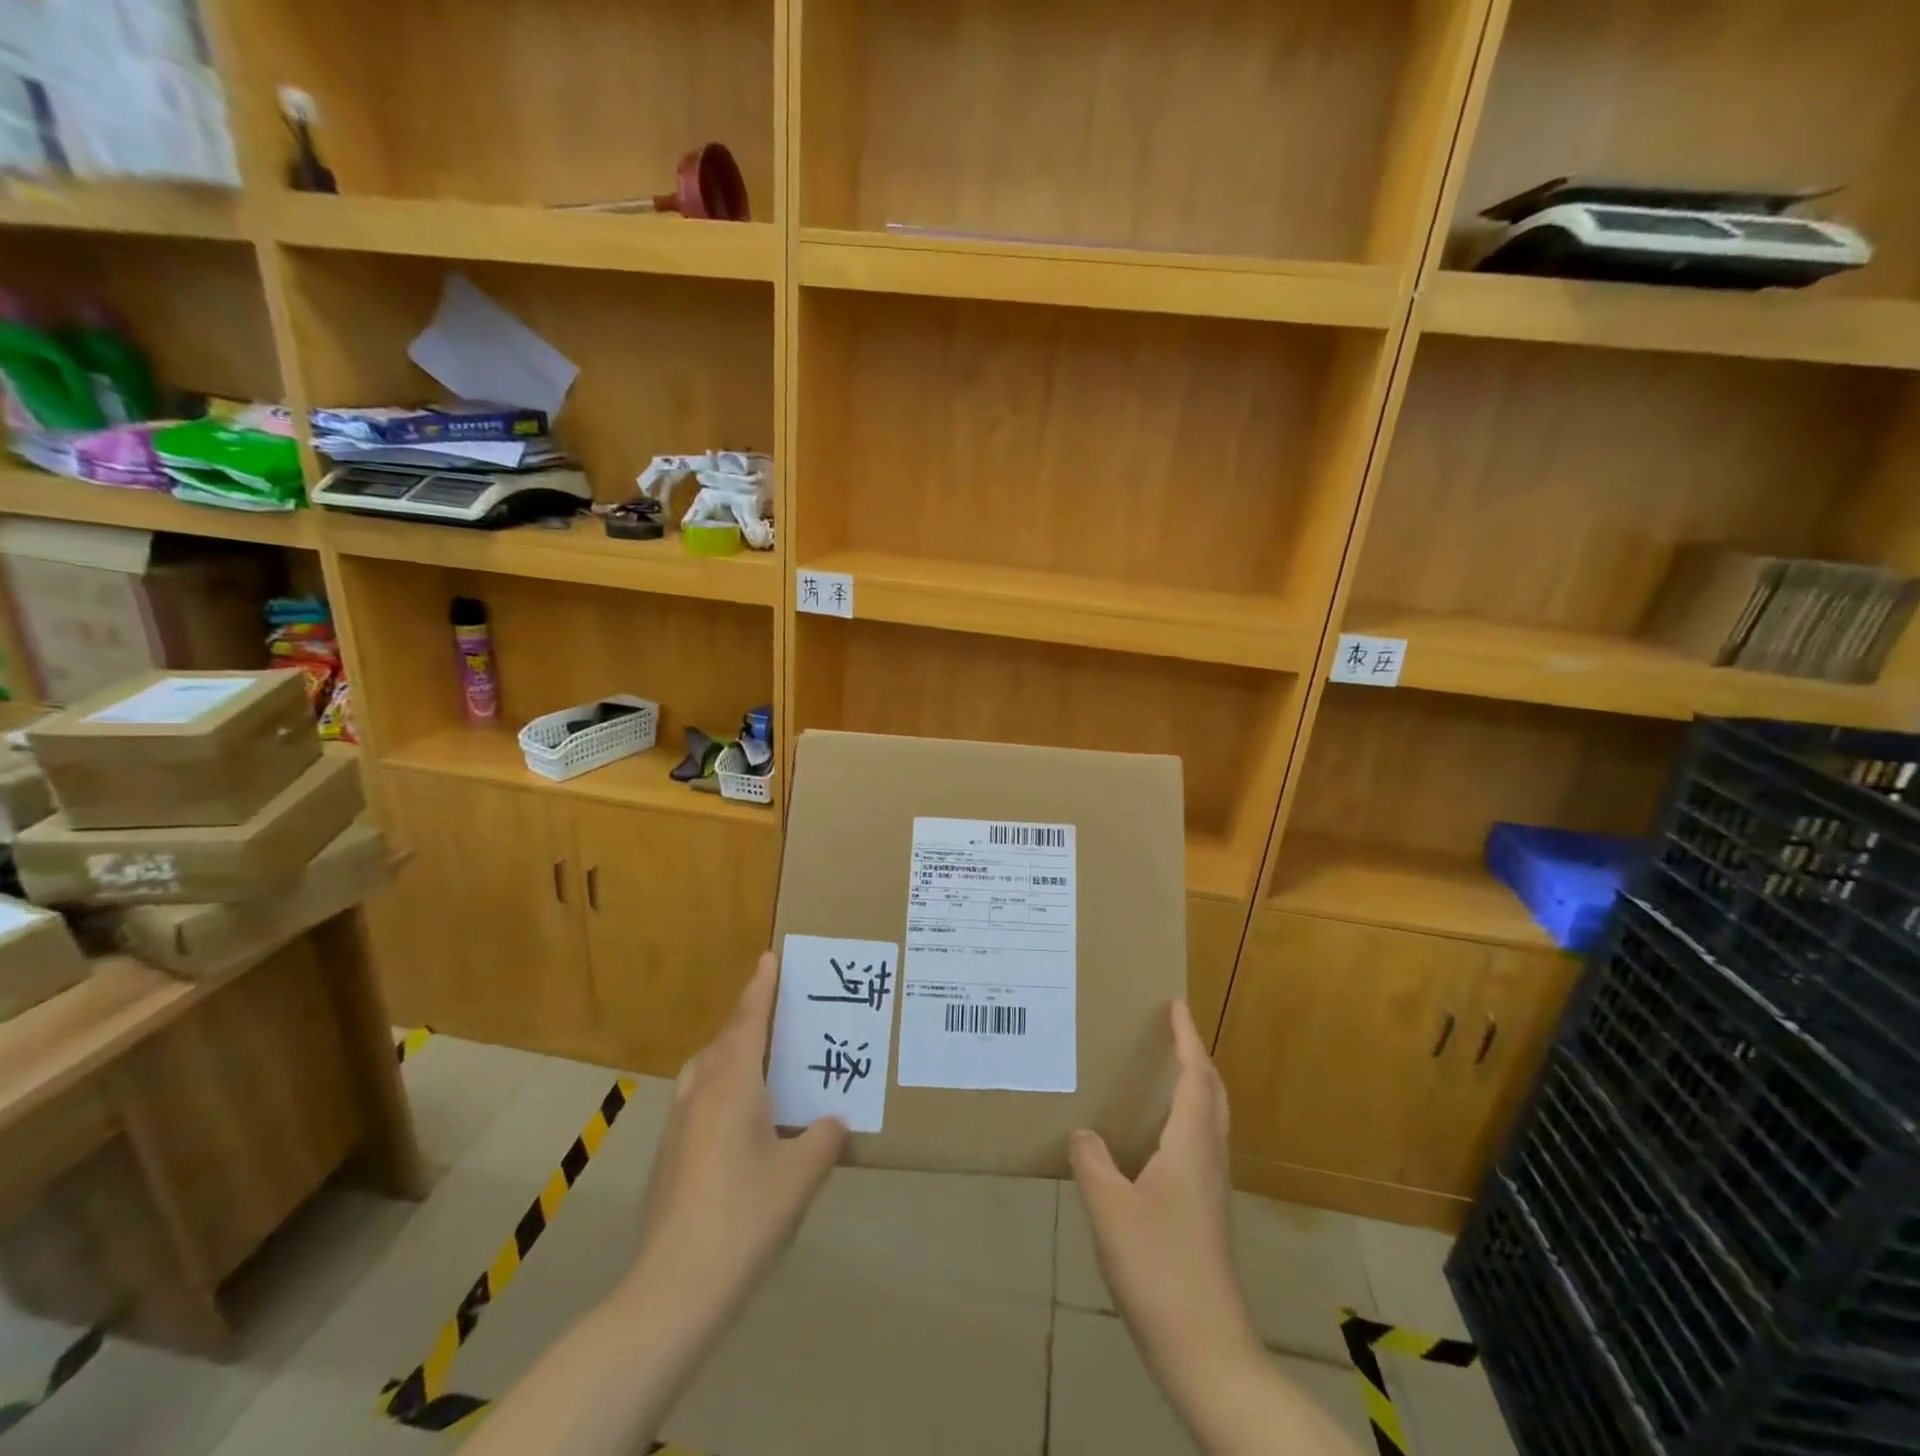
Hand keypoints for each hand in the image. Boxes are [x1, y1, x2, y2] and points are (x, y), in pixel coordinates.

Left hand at [622, 952, 846, 1331]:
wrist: (671, 1291)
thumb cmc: (743, 1219)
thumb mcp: (799, 1177)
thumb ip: (821, 1139)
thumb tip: (832, 1122)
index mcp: (733, 1087)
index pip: (748, 1022)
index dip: (760, 988)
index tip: (768, 957)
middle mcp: (701, 1095)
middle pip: (723, 1041)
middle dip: (747, 1019)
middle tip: (776, 1011)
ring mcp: (678, 1127)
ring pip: (705, 1070)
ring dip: (729, 1053)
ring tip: (758, 1060)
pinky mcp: (670, 1157)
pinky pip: (699, 1099)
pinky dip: (720, 1087)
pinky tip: (741, 1121)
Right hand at [1071, 1003, 1259, 1408]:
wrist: (1205, 1348)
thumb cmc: (1158, 1267)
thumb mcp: (1109, 1208)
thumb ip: (1092, 1162)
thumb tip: (1084, 1136)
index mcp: (1190, 1146)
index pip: (1195, 1076)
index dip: (1186, 1038)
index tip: (1175, 1006)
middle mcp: (1209, 1159)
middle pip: (1213, 1094)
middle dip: (1196, 1058)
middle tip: (1171, 1034)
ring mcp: (1212, 1189)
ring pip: (1210, 1121)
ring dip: (1194, 1088)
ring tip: (1163, 1075)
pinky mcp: (1207, 1214)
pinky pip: (1200, 1145)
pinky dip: (1185, 1120)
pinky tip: (1155, 1140)